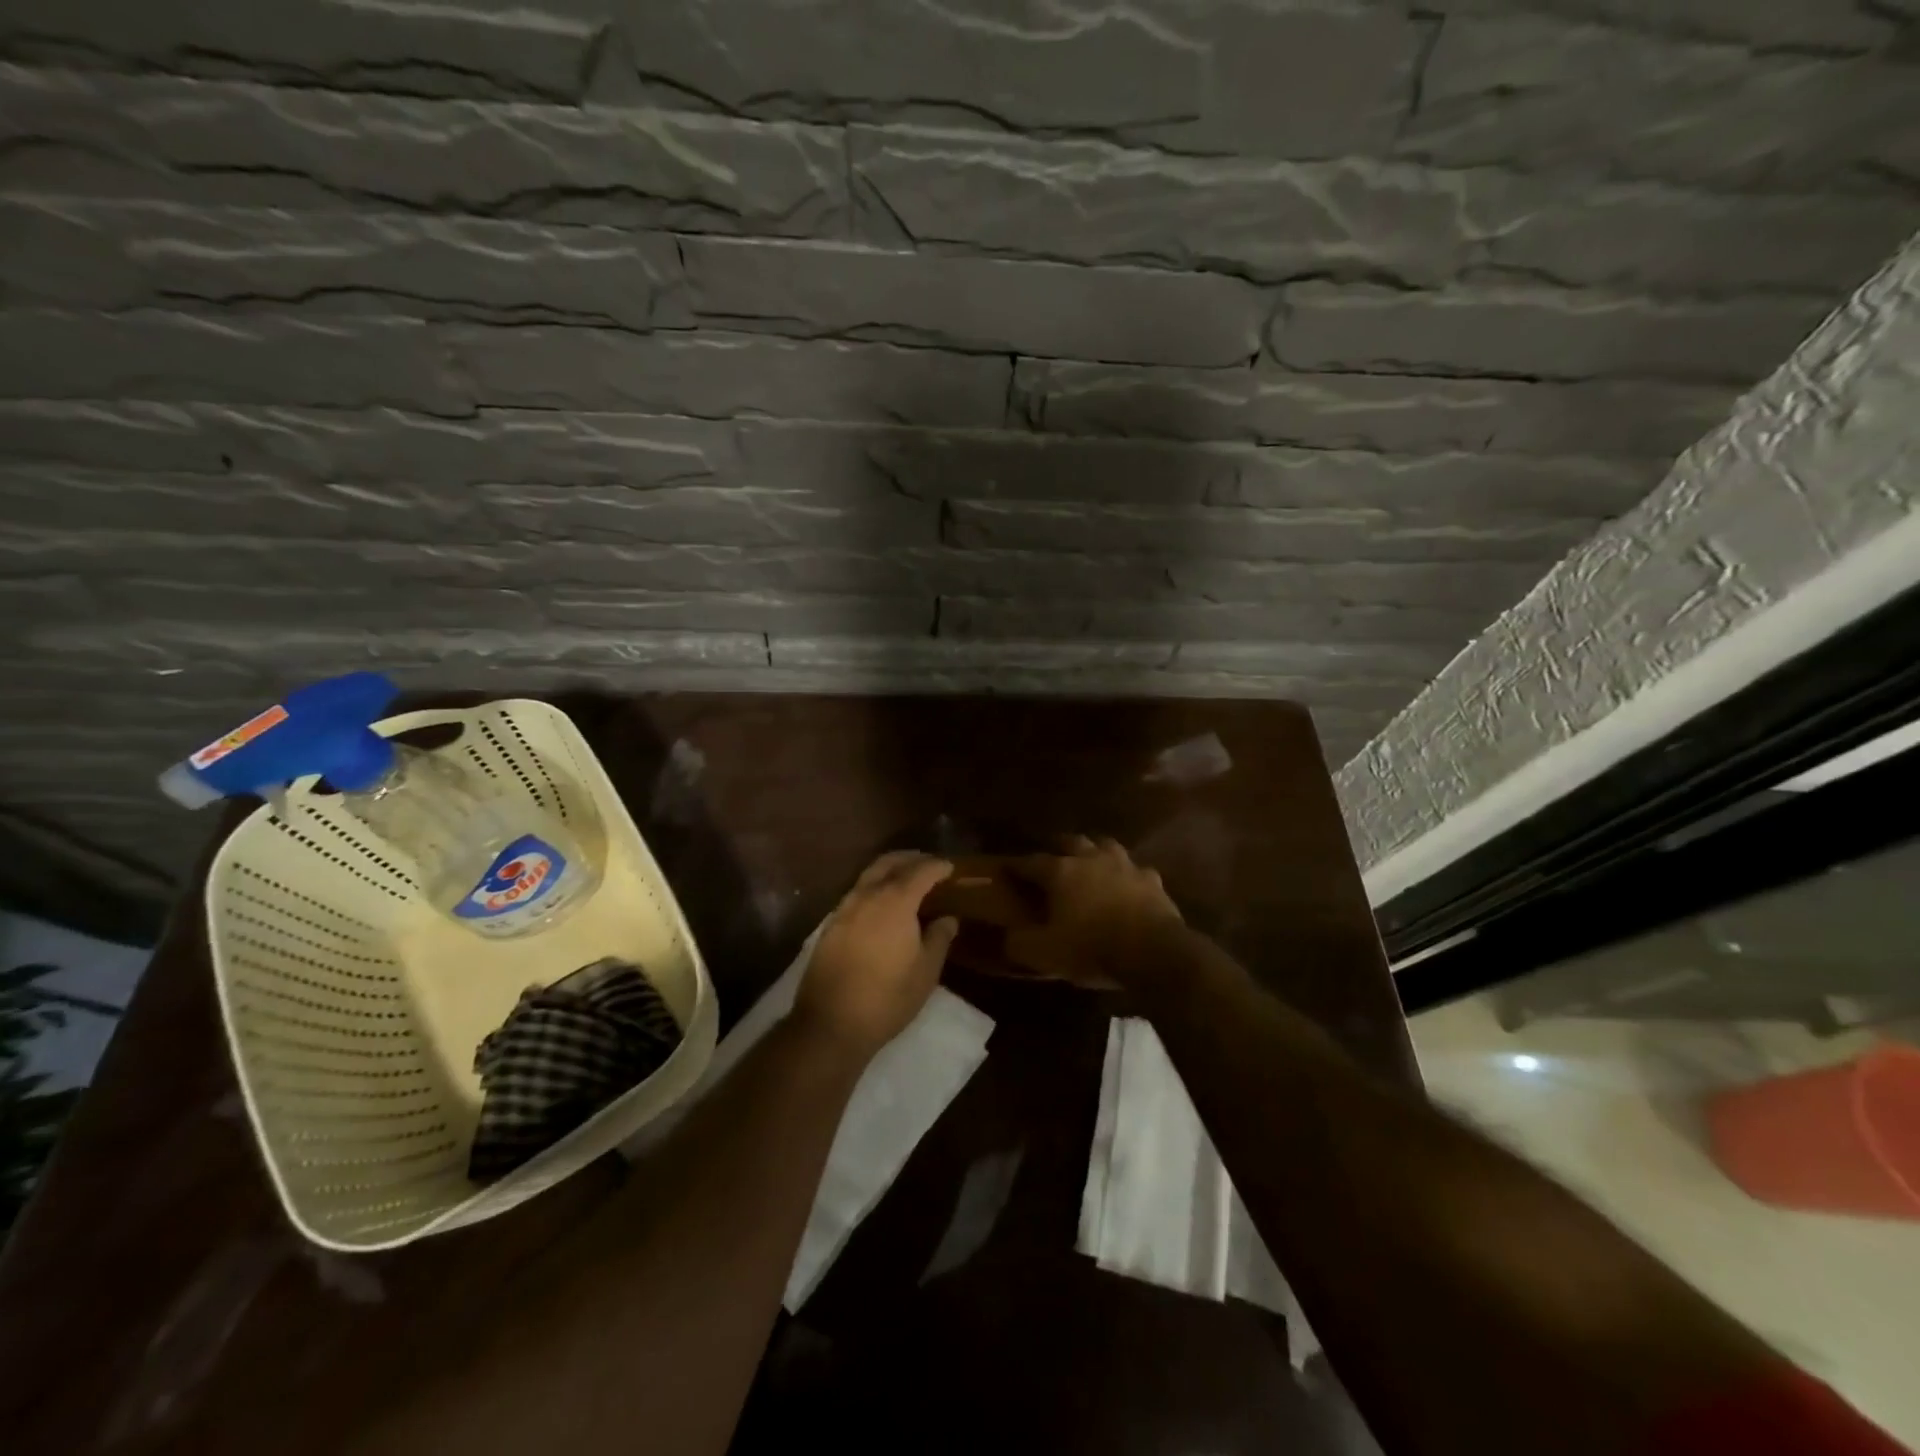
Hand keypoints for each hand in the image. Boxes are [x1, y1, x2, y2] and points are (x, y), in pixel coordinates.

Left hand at [795, 852, 958, 1056]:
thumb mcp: (925, 971)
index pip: (920, 871)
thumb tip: (948, 918)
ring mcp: (844, 909)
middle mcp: (867, 895)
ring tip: (907, 881)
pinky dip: (873, 887)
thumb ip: (939, 938)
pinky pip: (856, 893)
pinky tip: (882, 905)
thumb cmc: (887, 998)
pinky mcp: (830, 925)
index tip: (950, 868)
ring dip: (889, 870)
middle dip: (911, 859)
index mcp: (895, 901)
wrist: (831, 1023)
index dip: (937, 866)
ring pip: (869, 875)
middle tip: (928, 865)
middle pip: (889, 863)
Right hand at [1004, 836, 1185, 989]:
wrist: (1153, 952)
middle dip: (1058, 847)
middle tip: (1051, 859)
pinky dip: (1128, 876)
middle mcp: (1091, 859)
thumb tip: (1007, 936)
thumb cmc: (1092, 948)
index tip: (1005, 867)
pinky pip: (1136, 870)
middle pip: (1071, 842)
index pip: (1030, 862)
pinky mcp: (1152, 880)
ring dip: (1095, 852)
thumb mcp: (1044, 953)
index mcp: (1060, 871)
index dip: (1016, 865)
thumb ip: (1019, 942)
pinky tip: (1127, 886)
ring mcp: (1125, 865)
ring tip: (1090, 863)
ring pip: (1106, 846)